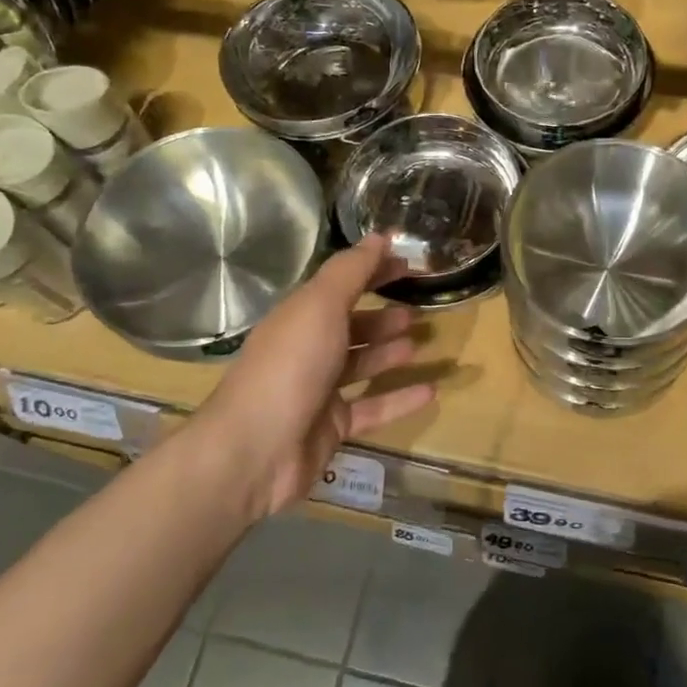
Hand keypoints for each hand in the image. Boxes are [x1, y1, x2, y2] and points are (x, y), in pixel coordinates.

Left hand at [202, 235, 436, 517]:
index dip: (373, 272)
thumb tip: (379, 237)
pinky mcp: (331, 427)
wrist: (255, 450)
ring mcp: (318, 390)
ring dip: (389, 353)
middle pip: (350, 326)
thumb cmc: (290, 365)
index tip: (407, 264)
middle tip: (416, 311)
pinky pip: (372, 408)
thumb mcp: (321, 305)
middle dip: (381, 316)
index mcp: (300, 316)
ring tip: (420, 344)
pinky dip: (399, 399)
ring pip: (361, 365)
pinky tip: (431, 391)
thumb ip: (351, 271)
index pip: (341, 285)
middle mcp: (307, 349)